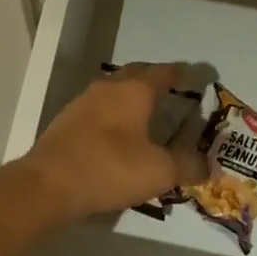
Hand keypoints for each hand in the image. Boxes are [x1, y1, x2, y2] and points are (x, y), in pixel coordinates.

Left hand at [19, 63, 191, 222]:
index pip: (163, 72)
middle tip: (171, 92)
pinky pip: (99, 108)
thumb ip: (186, 165)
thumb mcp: (158, 171)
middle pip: (137, 74)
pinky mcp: (68, 120)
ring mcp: (85, 101)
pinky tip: (117, 134)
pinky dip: (114, 114)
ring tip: (145, 114)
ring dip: (131, 96)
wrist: (49, 183)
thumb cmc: (109, 168)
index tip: (192, 75)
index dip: (179, 73)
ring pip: (115, 89)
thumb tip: (208, 165)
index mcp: (134, 90)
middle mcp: (109, 87)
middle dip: (154, 79)